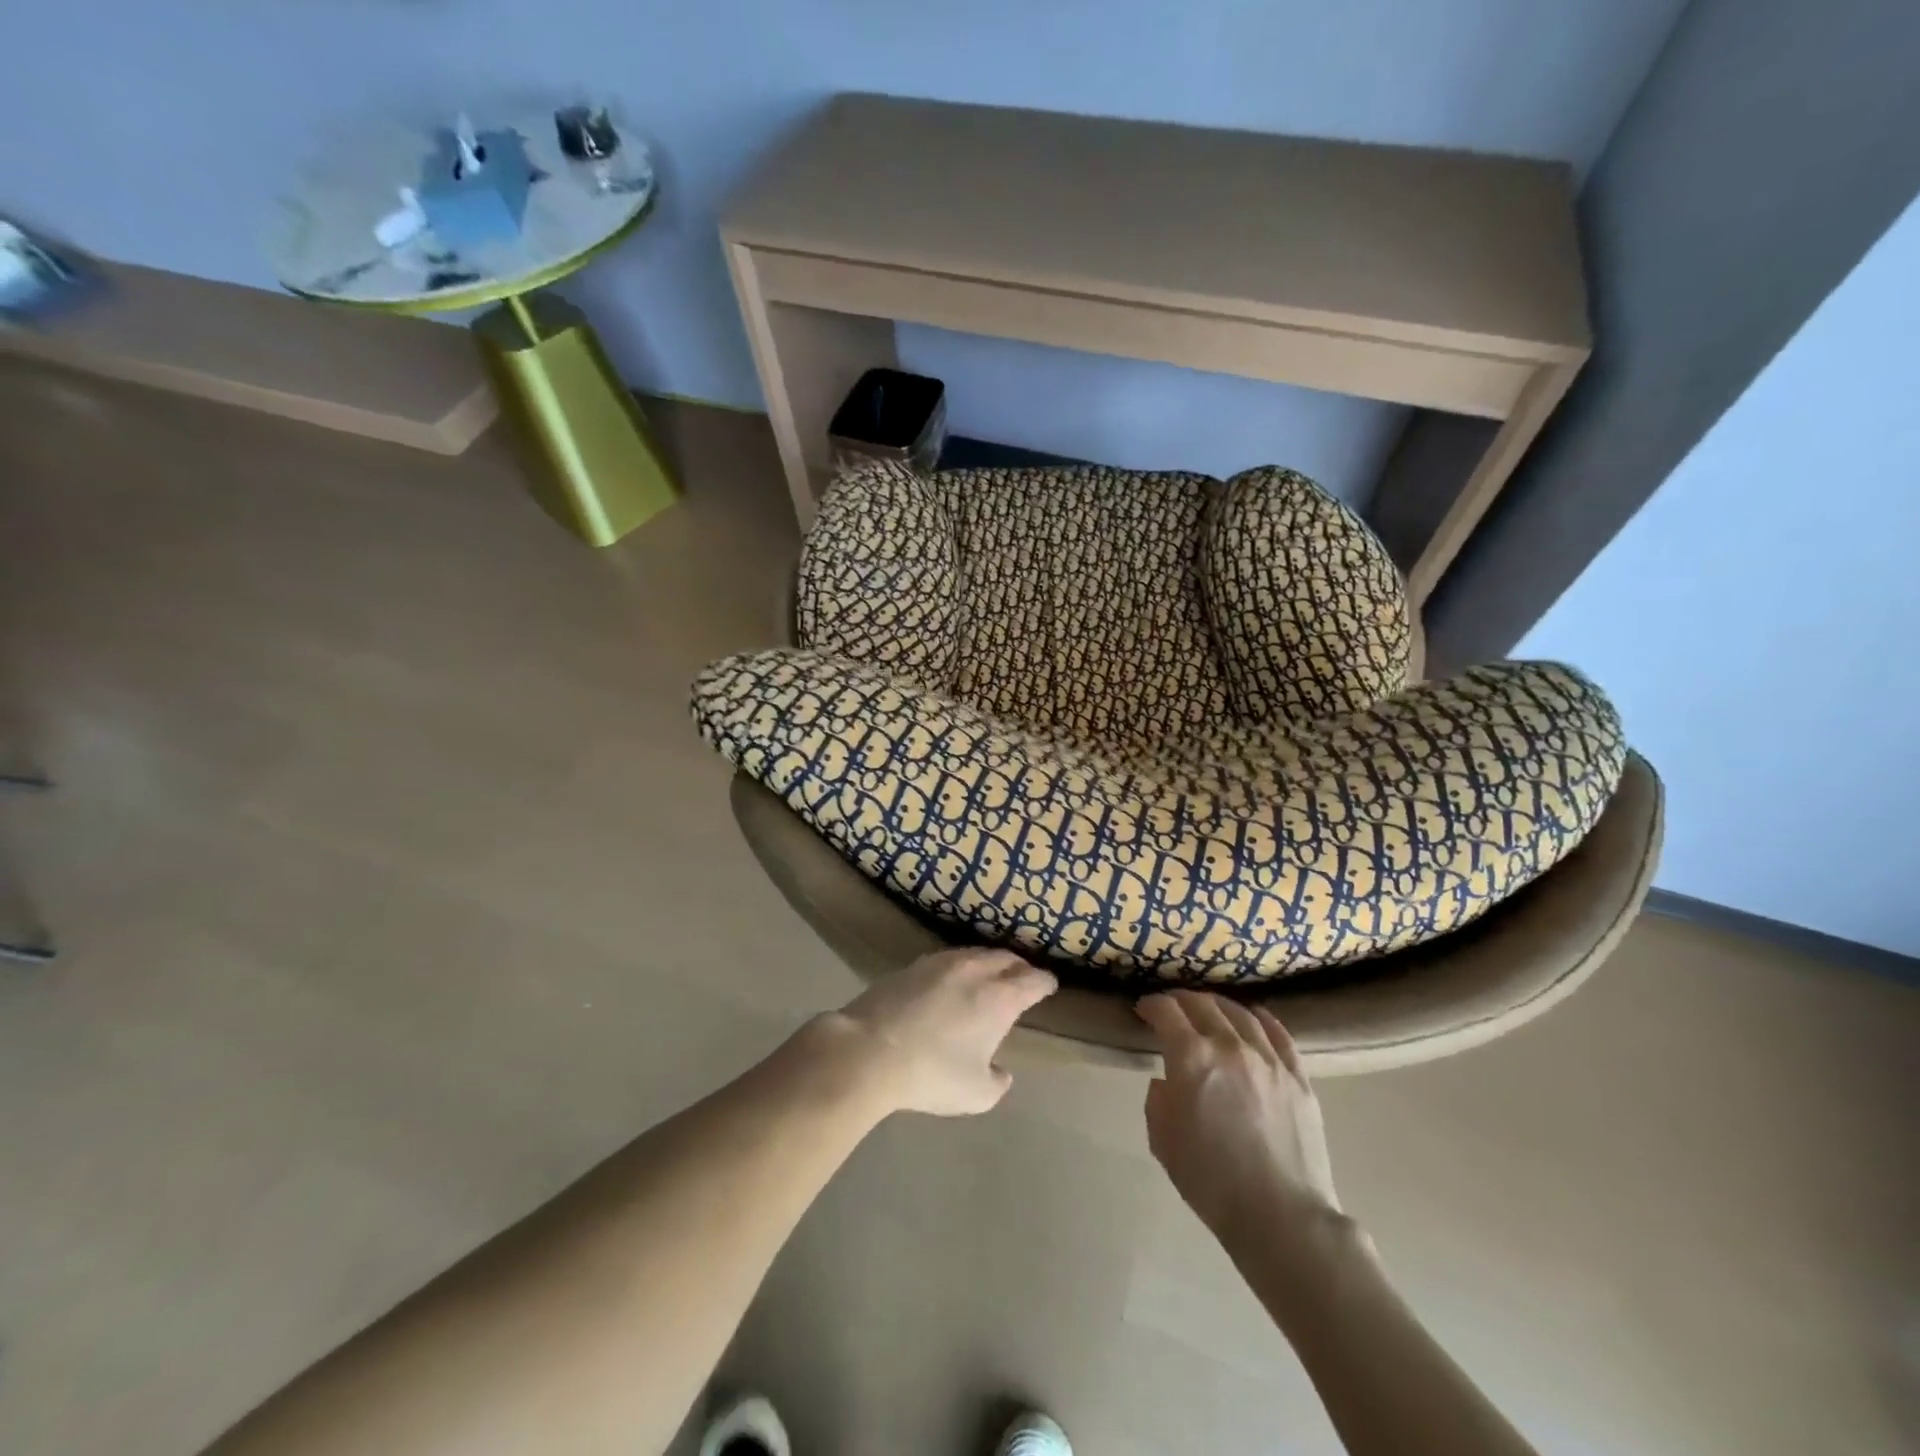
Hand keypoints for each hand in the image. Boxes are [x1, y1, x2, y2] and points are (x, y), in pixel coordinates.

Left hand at [819, 948, 1056, 1116]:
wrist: (870, 1051)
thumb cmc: (931, 1074)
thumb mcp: (976, 1094)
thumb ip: (997, 1082)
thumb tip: (1001, 1071)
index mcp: (1000, 998)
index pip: (1033, 981)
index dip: (1045, 983)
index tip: (1049, 986)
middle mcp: (976, 971)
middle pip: (1006, 959)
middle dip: (1019, 967)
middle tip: (1023, 977)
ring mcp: (943, 963)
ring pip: (976, 953)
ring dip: (990, 962)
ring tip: (990, 974)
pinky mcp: (913, 965)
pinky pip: (949, 958)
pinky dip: (961, 965)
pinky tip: (953, 979)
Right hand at [1137, 991, 1341, 1246]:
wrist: (1281, 1216)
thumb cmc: (1211, 1181)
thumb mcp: (1163, 1140)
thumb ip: (1158, 1100)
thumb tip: (1167, 1081)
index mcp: (1191, 1057)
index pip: (1166, 1011)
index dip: (1151, 1005)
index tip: (1143, 1010)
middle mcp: (1229, 1045)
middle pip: (1201, 1004)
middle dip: (1180, 1000)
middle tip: (1171, 1008)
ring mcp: (1268, 1058)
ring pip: (1240, 1013)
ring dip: (1218, 1005)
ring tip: (1209, 1009)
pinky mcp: (1298, 1076)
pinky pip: (1278, 1033)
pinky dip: (1261, 1018)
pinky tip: (1253, 1017)